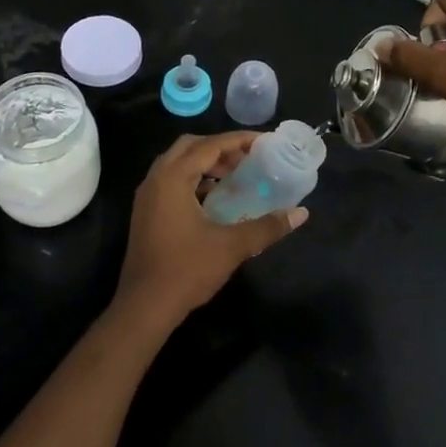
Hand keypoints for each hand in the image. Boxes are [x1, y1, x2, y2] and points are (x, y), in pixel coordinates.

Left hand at [111, 132, 308, 341]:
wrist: (144, 306)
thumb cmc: (187, 270)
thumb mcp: (232, 246)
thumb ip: (267, 226)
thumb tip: (300, 213)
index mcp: (173, 178)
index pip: (209, 146)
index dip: (238, 140)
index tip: (263, 141)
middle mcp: (156, 179)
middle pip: (189, 147)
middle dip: (219, 148)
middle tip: (247, 158)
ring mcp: (147, 197)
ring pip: (178, 164)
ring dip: (205, 164)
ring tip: (235, 176)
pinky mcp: (146, 213)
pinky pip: (171, 181)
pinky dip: (193, 180)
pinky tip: (215, 199)